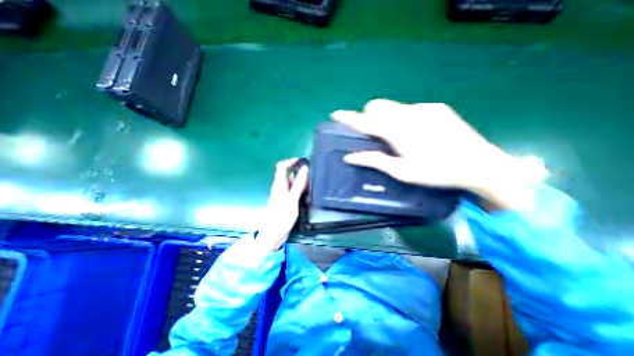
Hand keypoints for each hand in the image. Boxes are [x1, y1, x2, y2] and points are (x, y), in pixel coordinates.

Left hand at [256, 159, 308, 249]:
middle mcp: (280, 187)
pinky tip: (308, 195)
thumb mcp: (292, 199)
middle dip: (300, 173)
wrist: (273, 234)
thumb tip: (304, 168)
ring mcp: (283, 194)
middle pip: (289, 174)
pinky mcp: (286, 201)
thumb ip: (298, 184)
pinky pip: (294, 191)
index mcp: (279, 184)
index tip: (303, 162)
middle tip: (312, 176)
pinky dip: (301, 190)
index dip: (291, 161)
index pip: (282, 166)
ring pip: (293, 183)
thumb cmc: (281, 216)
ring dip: (302, 182)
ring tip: (313, 185)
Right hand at [333, 98, 536, 211]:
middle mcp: (409, 114)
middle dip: (370, 116)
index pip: (365, 121)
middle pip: (377, 105)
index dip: (348, 117)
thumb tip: (350, 156)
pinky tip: (417, 133)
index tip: (335, 114)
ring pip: (393, 106)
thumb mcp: (402, 172)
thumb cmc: (437, 173)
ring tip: (398, 136)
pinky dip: (403, 117)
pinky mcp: (436, 107)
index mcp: (398, 132)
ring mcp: (424, 108)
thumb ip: (374, 160)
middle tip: (376, 134)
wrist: (480, 164)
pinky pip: (410, 108)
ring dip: (387, 117)